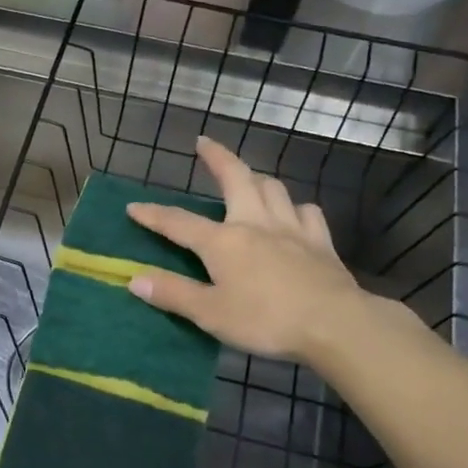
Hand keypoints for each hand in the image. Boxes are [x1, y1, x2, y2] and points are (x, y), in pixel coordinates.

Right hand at [125, 136, 368, 361]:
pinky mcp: (320, 241)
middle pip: (235, 178)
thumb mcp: (210, 313)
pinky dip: (295, 207)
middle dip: (217, 158)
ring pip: (273, 188)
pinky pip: (307, 212)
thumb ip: (173, 294)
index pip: (179, 223)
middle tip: (204, 143)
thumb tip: (134, 278)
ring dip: (256, 178)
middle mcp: (255, 223)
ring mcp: (291, 228)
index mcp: (223, 242)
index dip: (154, 215)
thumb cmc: (266, 320)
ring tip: (248, 179)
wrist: (334, 323)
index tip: (133, 207)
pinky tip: (293, 214)